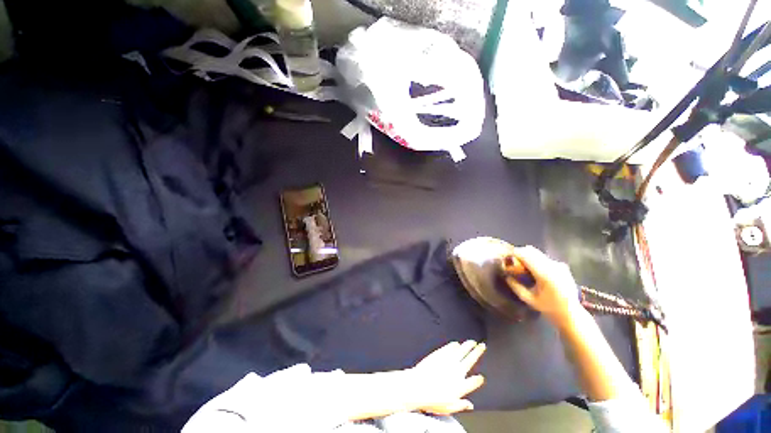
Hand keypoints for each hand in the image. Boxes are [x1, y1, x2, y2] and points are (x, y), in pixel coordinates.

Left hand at [407, 340, 485, 414]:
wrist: (418, 386)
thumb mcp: (449, 408)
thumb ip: (461, 405)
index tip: (480, 378)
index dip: (478, 380)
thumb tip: (469, 405)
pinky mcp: (440, 354)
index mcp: (461, 386)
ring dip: (467, 345)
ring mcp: (448, 360)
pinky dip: (454, 345)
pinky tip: (456, 343)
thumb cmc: (432, 399)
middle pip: (470, 359)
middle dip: (477, 352)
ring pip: (461, 350)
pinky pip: (449, 348)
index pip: (474, 381)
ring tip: (472, 342)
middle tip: (482, 346)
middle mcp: (457, 371)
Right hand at [505, 246, 581, 325]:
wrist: (571, 314)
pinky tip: (534, 271)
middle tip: (512, 261)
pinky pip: (545, 258)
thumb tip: (506, 276)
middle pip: (532, 251)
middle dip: (519, 253)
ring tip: (522, 266)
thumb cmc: (549, 308)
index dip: (514, 253)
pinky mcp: (562, 266)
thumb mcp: (528, 299)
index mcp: (544, 274)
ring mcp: (559, 265)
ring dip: (528, 256)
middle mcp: (552, 266)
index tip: (506, 257)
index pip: (525, 255)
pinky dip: (536, 260)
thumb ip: (515, 286)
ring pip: (538, 253)